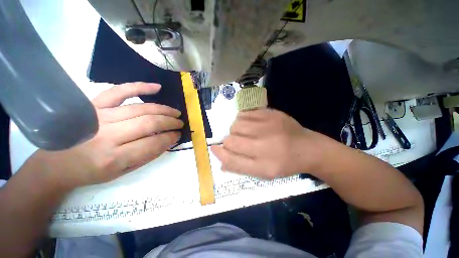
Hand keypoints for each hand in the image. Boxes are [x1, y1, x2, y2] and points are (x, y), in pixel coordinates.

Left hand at [29, 82, 182, 189]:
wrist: (57, 163)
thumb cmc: (91, 172)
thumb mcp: (122, 172)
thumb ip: (147, 156)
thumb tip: (168, 141)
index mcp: (113, 157)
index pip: (152, 143)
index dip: (170, 137)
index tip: (178, 134)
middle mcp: (107, 135)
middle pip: (149, 122)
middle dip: (170, 122)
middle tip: (180, 123)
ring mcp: (99, 116)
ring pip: (141, 108)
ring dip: (164, 109)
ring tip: (175, 112)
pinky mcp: (94, 105)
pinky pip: (120, 91)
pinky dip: (140, 87)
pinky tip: (157, 87)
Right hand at [211, 109, 324, 178]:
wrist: (306, 147)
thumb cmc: (283, 163)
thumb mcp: (263, 173)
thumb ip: (240, 167)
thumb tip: (220, 162)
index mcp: (263, 165)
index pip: (231, 159)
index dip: (219, 154)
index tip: (214, 149)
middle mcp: (264, 144)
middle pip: (231, 140)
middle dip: (229, 142)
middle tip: (238, 143)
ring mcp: (267, 125)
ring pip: (235, 124)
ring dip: (235, 130)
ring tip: (244, 133)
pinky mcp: (270, 113)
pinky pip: (244, 113)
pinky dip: (242, 119)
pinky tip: (249, 124)